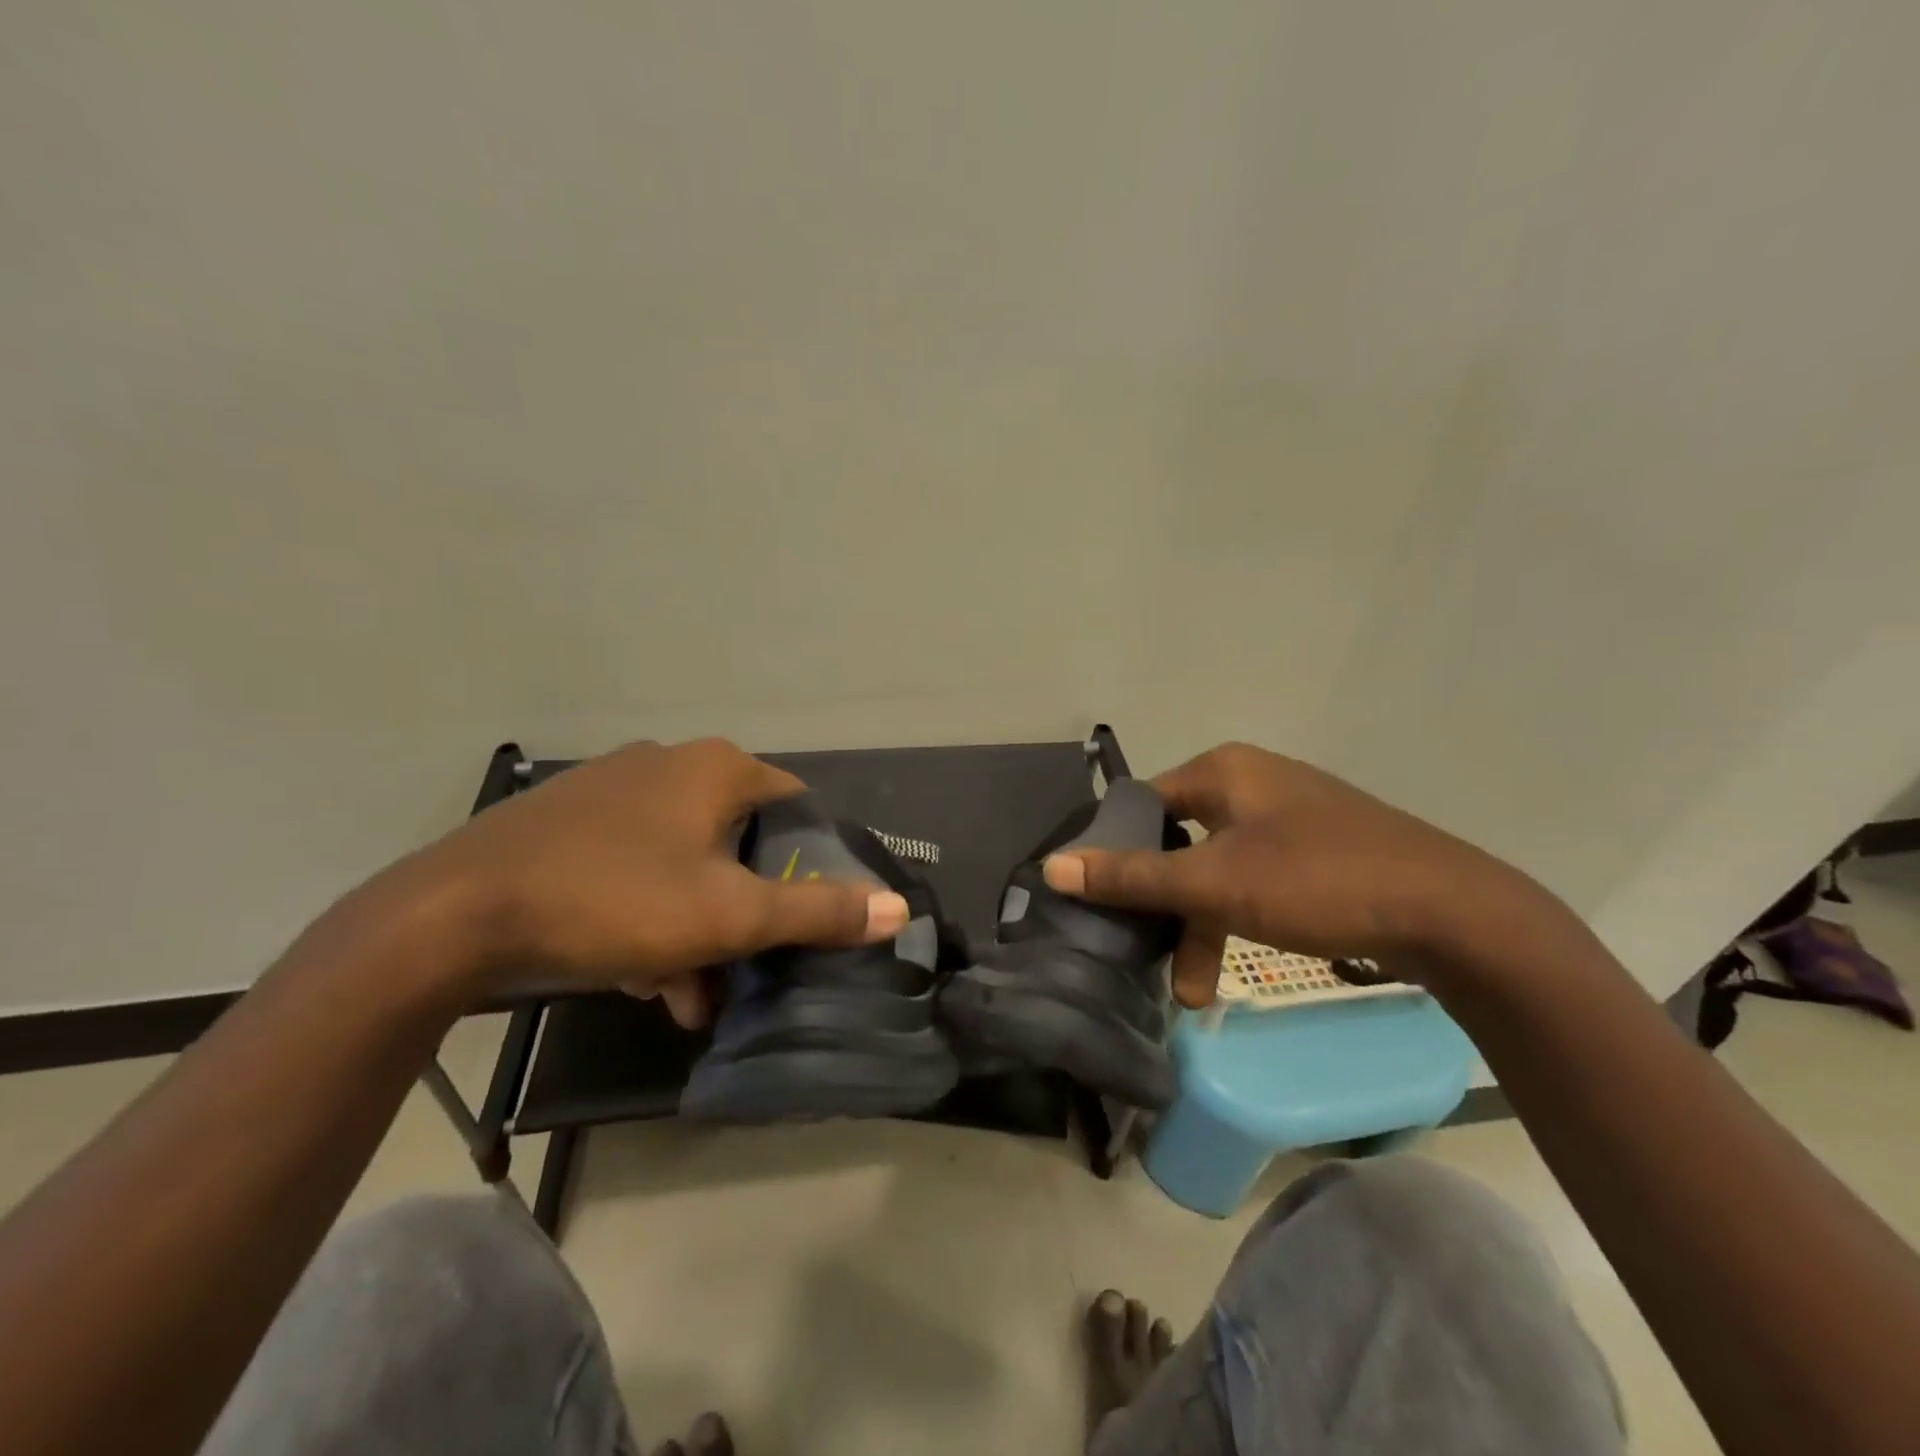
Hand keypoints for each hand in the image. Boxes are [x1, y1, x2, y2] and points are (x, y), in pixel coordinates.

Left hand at [408, 739, 908, 1024]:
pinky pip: (634, 864)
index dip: (811, 858)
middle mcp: (668, 764)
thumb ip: (817, 911)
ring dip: (696, 925)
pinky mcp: (568, 821)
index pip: (795, 803)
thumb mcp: (727, 917)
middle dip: (745, 909)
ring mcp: (612, 789)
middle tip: (743, 967)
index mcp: (715, 769)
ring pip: (684, 860)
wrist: (451, 916)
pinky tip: (637, 974)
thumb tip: (899, 910)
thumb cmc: (612, 901)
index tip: (808, 914)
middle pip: (737, 840)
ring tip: (686, 993)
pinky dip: (649, 913)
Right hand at [1041, 743, 1546, 1007]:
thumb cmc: (1320, 881)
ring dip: (1199, 926)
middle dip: (1162, 906)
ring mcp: (1289, 817)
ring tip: (1192, 991)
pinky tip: (1232, 966)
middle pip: (1178, 842)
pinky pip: (1254, 881)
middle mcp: (1252, 783)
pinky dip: (1236, 920)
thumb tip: (1052, 866)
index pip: (1142, 804)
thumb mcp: (1215, 884)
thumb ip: (1132, 876)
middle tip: (1143, 955)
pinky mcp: (1319, 852)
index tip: (1098, 903)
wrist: (1455, 915)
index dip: (1114, 851)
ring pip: (1217, 870)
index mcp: (1224, 770)